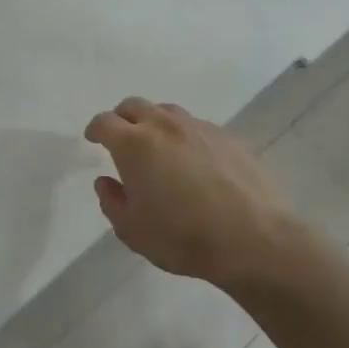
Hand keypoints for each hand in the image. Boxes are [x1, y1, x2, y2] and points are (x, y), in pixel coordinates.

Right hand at [85, 98, 310, 288]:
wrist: (256, 241)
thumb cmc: (184, 238)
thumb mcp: (132, 231)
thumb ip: (112, 202)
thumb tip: (106, 181)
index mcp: (134, 144)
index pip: (104, 122)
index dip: (95, 129)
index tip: (93, 139)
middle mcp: (165, 126)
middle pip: (134, 106)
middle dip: (122, 119)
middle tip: (122, 140)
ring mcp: (200, 128)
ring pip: (168, 112)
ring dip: (154, 123)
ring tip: (159, 148)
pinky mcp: (229, 138)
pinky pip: (197, 127)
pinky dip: (185, 136)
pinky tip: (194, 162)